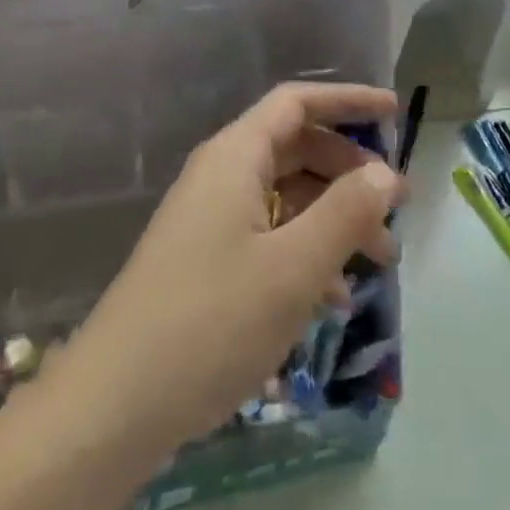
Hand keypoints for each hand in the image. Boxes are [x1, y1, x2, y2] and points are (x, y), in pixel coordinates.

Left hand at [48, 82, 404, 456]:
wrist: (113, 408)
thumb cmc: (211, 323)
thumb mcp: (293, 267)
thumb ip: (345, 213)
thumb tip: (385, 175)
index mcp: (235, 158)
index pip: (297, 103)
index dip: (348, 100)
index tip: (395, 113)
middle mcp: (220, 178)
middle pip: (296, 149)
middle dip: (350, 171)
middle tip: (396, 205)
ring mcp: (210, 222)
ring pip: (286, 198)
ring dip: (335, 218)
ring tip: (381, 259)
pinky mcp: (207, 264)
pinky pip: (269, 238)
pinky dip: (307, 253)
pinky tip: (336, 296)